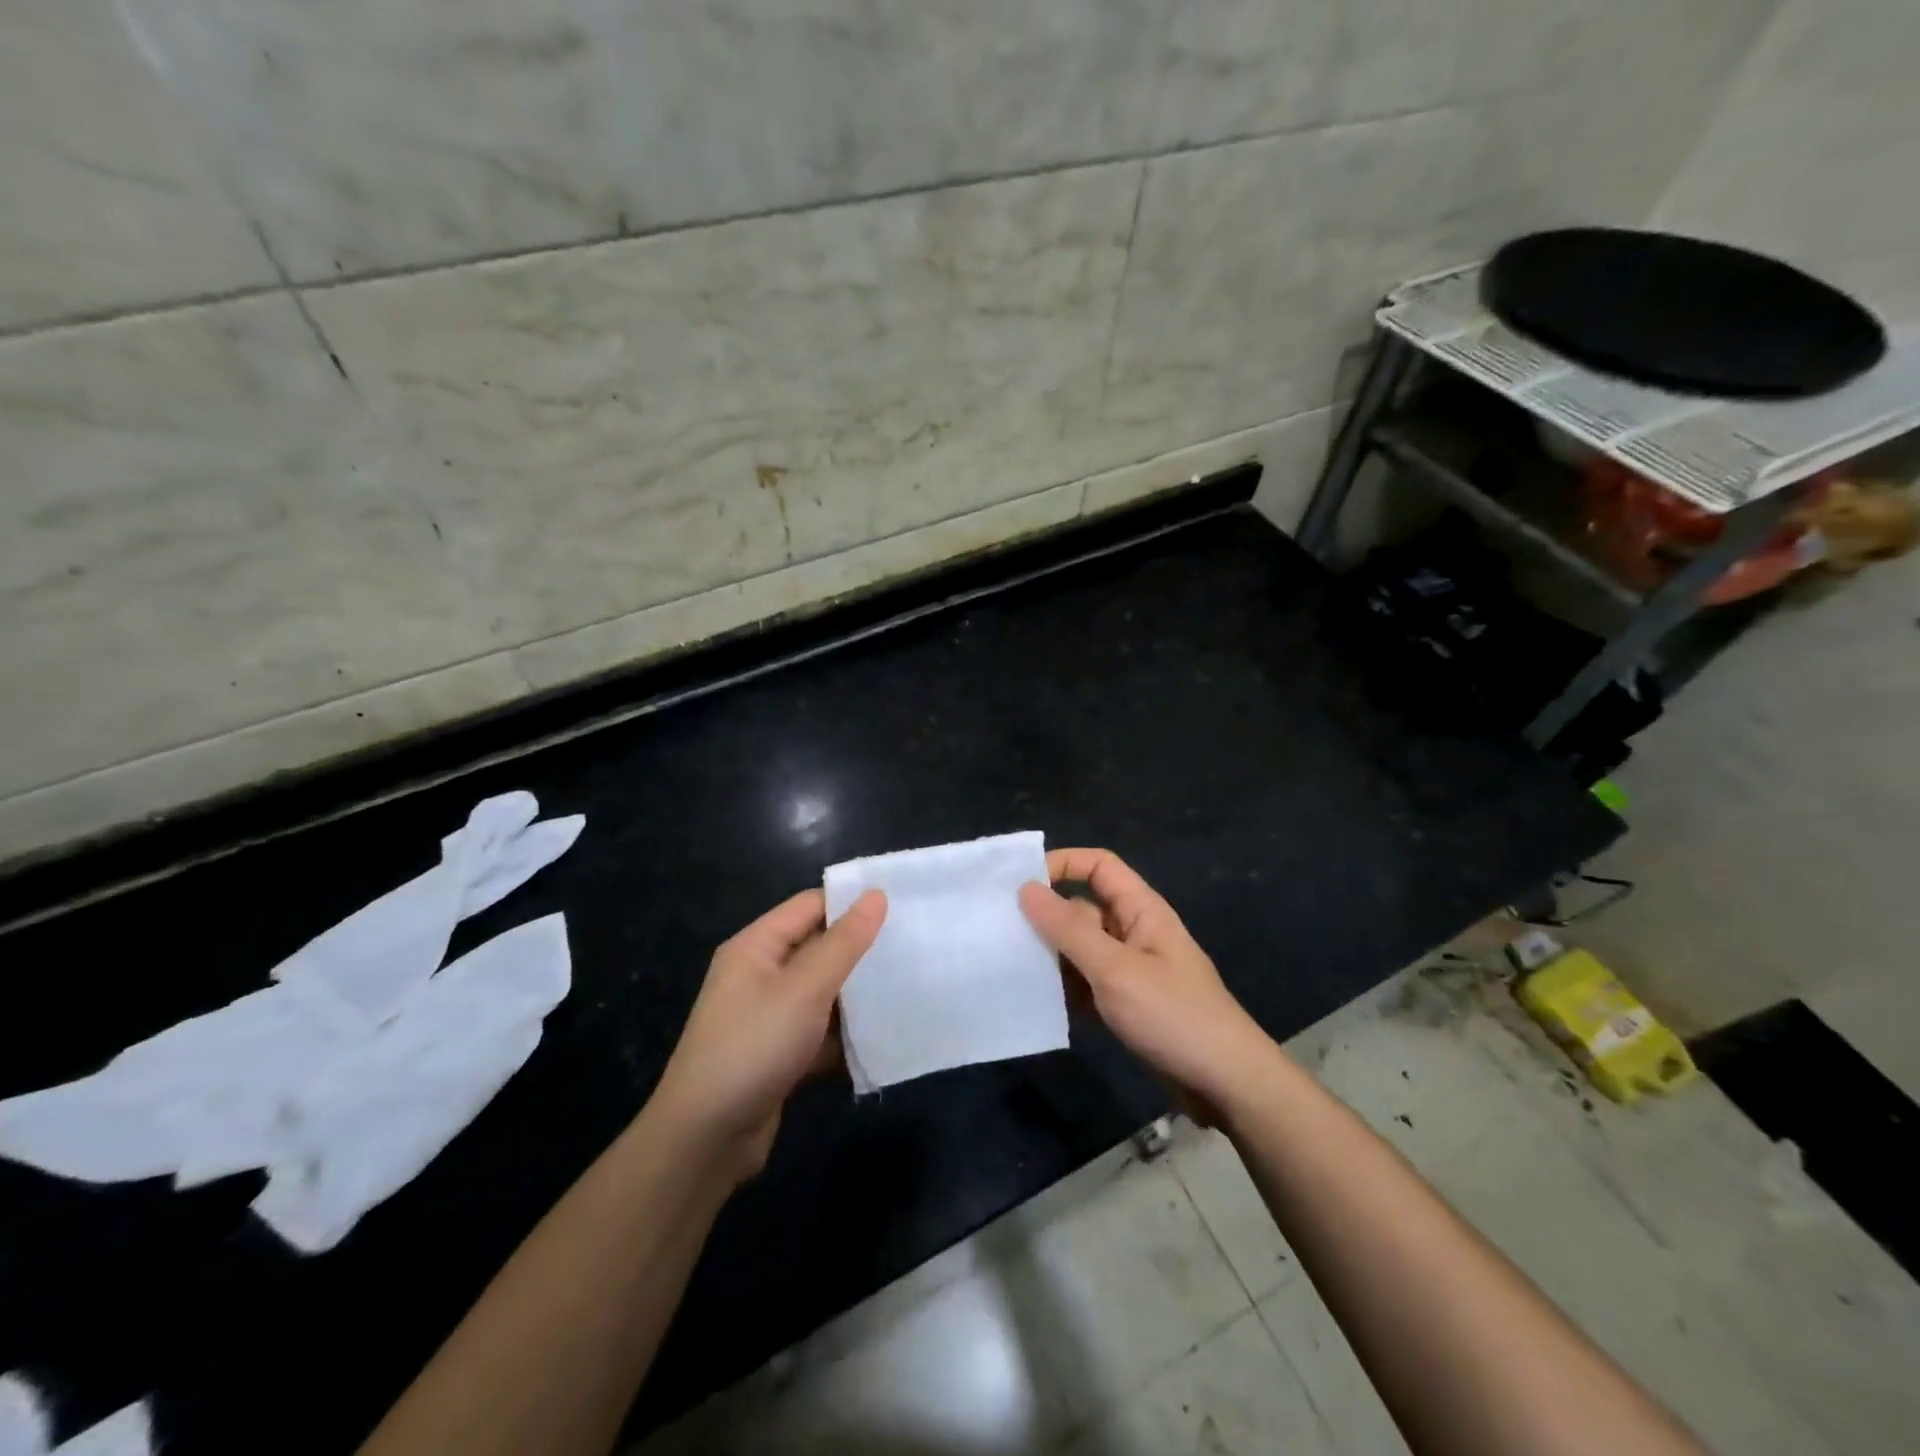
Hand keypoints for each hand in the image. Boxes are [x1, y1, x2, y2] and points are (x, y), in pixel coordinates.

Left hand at [651, 888, 885, 1180]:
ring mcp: (768, 1017)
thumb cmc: (754, 1046)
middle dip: (861, 951)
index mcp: (756, 946)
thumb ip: (844, 942)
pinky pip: (819, 1031)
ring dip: (857, 995)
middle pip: (818, 948)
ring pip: (822, 993)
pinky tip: (884, 1037)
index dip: (852, 903)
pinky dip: (845, 1034)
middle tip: (913, 947)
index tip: (901, 907)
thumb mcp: (805, 988)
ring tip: (910, 987)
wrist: (705, 1139)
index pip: (810, 905)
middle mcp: (759, 975)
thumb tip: (876, 894)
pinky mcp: (778, 1055)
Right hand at [1019, 849, 1273, 1122]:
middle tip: (1001, 932)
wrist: (1226, 1084)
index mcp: (1141, 910)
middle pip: (1083, 908)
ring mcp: (1131, 969)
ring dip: (1052, 956)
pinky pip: (1087, 982)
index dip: (1062, 864)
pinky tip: (1038, 1002)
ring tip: (1010, 967)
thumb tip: (1027, 888)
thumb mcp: (1115, 969)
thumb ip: (1069, 929)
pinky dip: (1065, 988)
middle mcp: (1134, 932)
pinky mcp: (1127, 1002)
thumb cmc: (1173, 1016)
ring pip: (1081, 948)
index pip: (1099, 866)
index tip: (1020, 884)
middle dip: (1046, 917)